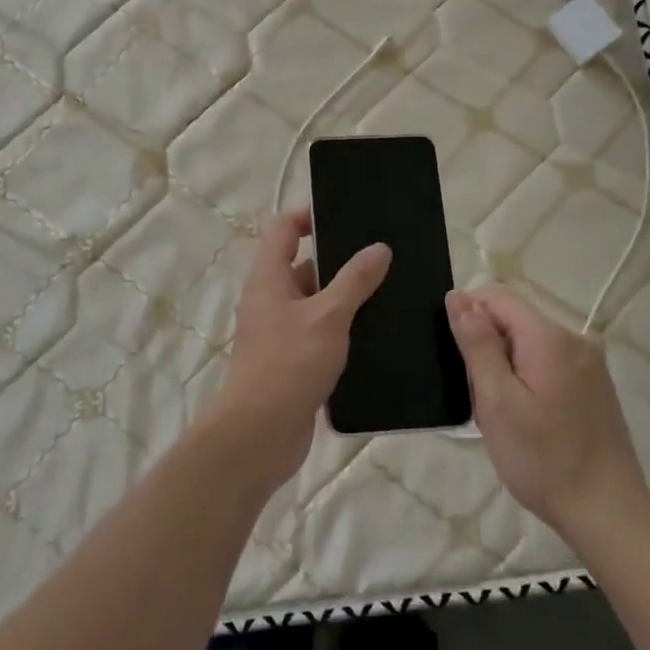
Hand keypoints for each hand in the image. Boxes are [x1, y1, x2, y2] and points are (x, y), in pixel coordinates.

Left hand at [213, 209, 390, 489]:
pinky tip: (376, 334)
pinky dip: (342, 329)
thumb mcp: (328, 316)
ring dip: (345, 298)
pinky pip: (319, 333)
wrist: (260, 433)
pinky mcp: (291, 360)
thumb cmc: (289, 364)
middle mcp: (269, 299)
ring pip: (315, 303)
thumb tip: (379, 248)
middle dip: (340, 261)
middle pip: (303, 265)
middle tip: (381, 256)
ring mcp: (279, 332)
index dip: (309, 216)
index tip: (346, 216)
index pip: (283, 229)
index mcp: (268, 278)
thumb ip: (355, 280)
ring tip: (389, 292)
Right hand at [446, 288, 649, 544]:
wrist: (607, 513)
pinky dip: (526, 378)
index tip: (453, 354)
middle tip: (477, 396)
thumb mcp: (497, 401)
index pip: (498, 297)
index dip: (467, 312)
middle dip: (486, 346)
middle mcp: (575, 339)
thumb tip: (458, 297)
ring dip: (505, 365)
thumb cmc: (543, 459)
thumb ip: (477, 344)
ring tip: (498, 413)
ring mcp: (589, 363)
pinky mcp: (594, 385)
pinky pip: (548, 362)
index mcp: (550, 337)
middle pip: (515, 319)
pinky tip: (524, 418)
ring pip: (529, 343)